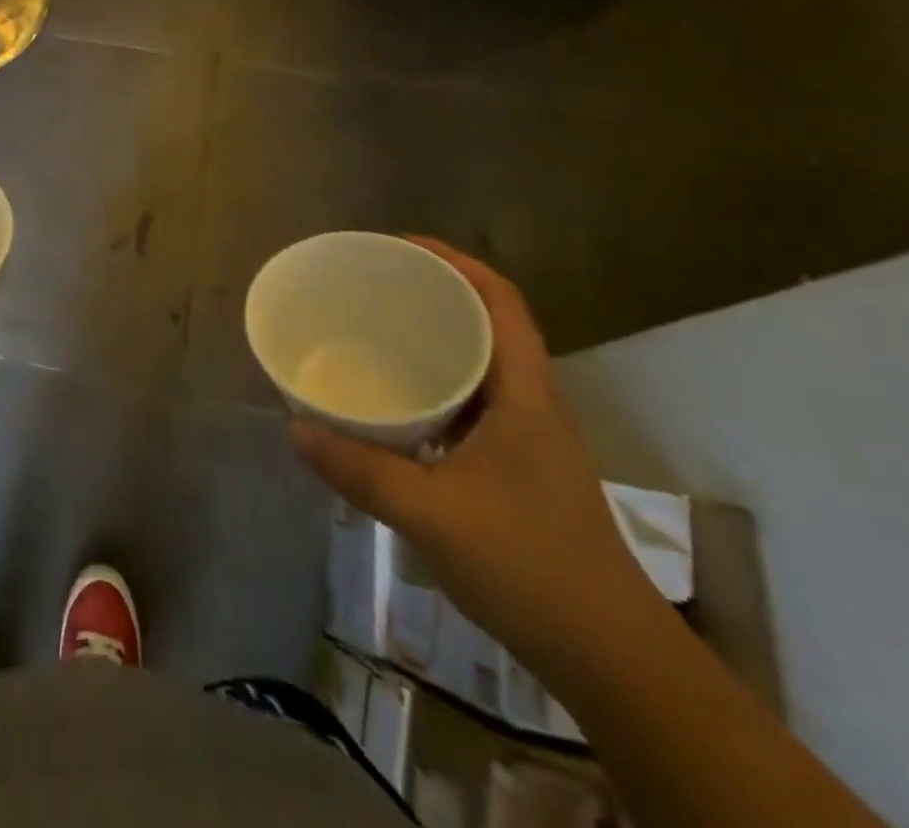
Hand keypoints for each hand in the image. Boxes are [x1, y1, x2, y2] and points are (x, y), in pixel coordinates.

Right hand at [290, 238, 659, 677]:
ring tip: (374, 336)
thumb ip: (360, 469)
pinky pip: (466, 408)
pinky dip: (430, 392)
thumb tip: (294, 428)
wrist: (614, 661)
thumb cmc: (532, 568)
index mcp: (525, 394)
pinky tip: (392, 410)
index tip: (399, 247)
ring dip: (432, 344)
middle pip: (486, 325)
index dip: (455, 262)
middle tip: (372, 288)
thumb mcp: (432, 514)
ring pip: (476, 369)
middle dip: (433, 295)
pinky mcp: (514, 471)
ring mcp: (525, 440)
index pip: (500, 301)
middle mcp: (529, 404)